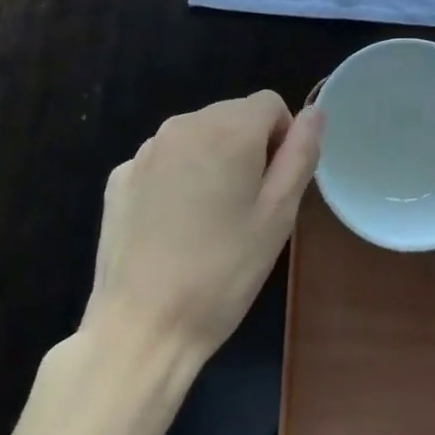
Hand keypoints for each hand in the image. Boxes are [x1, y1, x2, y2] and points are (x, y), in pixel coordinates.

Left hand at [82, 93, 321, 370]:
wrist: (140, 329)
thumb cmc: (222, 273)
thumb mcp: (278, 215)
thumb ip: (301, 154)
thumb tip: (314, 113)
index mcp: (227, 129)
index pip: (270, 104)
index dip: (283, 138)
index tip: (275, 185)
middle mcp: (183, 125)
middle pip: (232, 115)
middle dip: (247, 147)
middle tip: (246, 207)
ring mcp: (145, 151)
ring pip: (197, 136)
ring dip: (211, 160)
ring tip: (209, 219)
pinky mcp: (119, 178)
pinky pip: (163, 161)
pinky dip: (175, 178)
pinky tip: (172, 226)